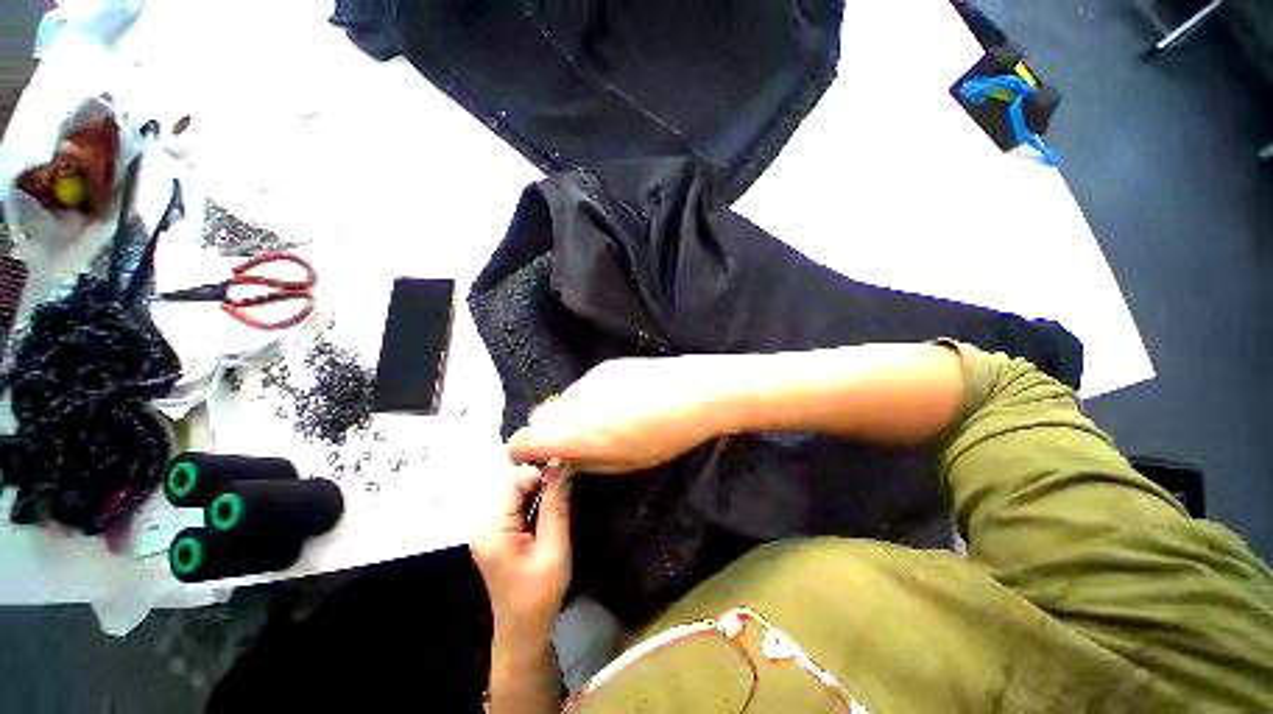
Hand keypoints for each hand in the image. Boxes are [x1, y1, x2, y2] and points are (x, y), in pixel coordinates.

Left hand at [471, 465, 571, 645]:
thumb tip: (560, 466)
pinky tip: (550, 507)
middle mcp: (484, 525)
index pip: (515, 482)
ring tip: (562, 492)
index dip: (540, 471)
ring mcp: (488, 531)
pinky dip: (534, 503)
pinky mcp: (496, 537)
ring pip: (516, 495)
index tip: (565, 469)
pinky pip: (516, 508)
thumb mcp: (554, 548)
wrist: (523, 633)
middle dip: (541, 480)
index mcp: (493, 529)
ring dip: (539, 491)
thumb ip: (555, 506)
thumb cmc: (540, 595)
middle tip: (567, 480)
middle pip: (514, 487)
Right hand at [508, 357, 726, 473]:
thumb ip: (586, 463)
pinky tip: (618, 400)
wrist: (694, 392)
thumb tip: (563, 460)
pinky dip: (588, 398)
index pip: (524, 440)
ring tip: (603, 419)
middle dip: (546, 433)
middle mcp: (575, 404)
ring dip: (569, 415)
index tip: (534, 458)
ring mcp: (589, 381)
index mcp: (580, 434)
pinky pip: (583, 386)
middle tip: (572, 442)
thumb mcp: (625, 463)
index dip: (521, 452)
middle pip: (538, 418)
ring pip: (561, 401)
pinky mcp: (603, 367)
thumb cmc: (665, 436)